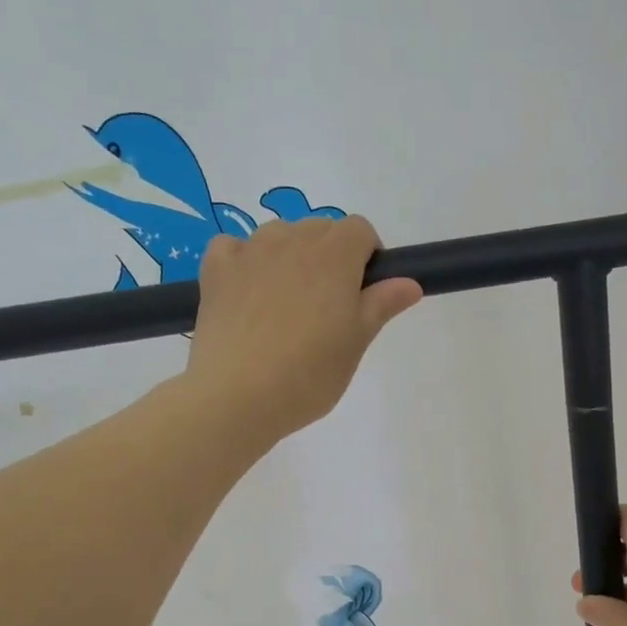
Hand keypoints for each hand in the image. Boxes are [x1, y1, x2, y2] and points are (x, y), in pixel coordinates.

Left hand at [185, 215, 422, 443]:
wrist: (237, 395)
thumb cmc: (310, 373)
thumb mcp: (356, 343)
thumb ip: (382, 304)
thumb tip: (409, 282)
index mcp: (334, 255)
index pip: (360, 230)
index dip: (368, 256)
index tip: (364, 293)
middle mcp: (292, 239)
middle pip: (320, 230)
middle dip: (331, 258)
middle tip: (329, 310)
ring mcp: (250, 250)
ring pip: (279, 237)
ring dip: (290, 259)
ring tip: (287, 308)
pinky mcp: (216, 268)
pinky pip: (236, 248)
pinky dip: (246, 262)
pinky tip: (249, 295)